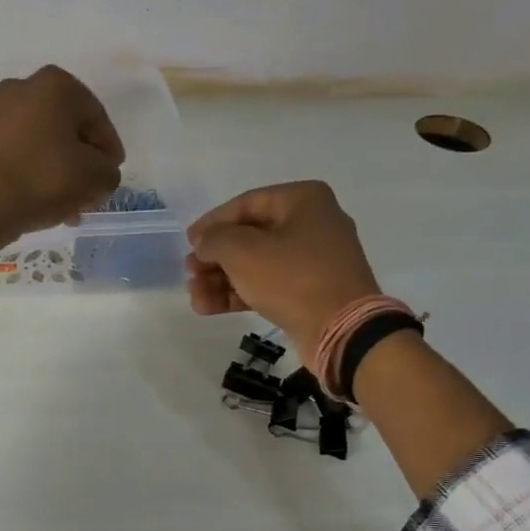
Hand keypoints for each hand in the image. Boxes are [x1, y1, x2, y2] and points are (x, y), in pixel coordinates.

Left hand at [0, 66, 124, 298]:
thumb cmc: (44, 179)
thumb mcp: (96, 177)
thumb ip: (109, 171)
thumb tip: (99, 172)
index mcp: (56, 84)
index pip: (98, 119)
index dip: (110, 151)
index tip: (112, 175)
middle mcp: (24, 88)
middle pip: (70, 131)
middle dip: (84, 164)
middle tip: (93, 193)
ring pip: (46, 145)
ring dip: (63, 173)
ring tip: (73, 207)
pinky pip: (24, 154)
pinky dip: (38, 174)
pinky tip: (49, 203)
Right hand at [185, 181, 381, 364]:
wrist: (341, 330)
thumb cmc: (291, 278)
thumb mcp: (242, 251)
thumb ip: (214, 239)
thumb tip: (204, 242)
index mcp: (303, 201)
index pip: (246, 203)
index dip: (212, 222)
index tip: (188, 242)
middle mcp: (312, 224)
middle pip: (249, 236)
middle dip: (215, 257)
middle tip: (190, 272)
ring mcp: (313, 260)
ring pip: (256, 263)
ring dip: (221, 279)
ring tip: (194, 295)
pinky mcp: (310, 291)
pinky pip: (268, 285)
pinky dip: (240, 293)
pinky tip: (208, 307)